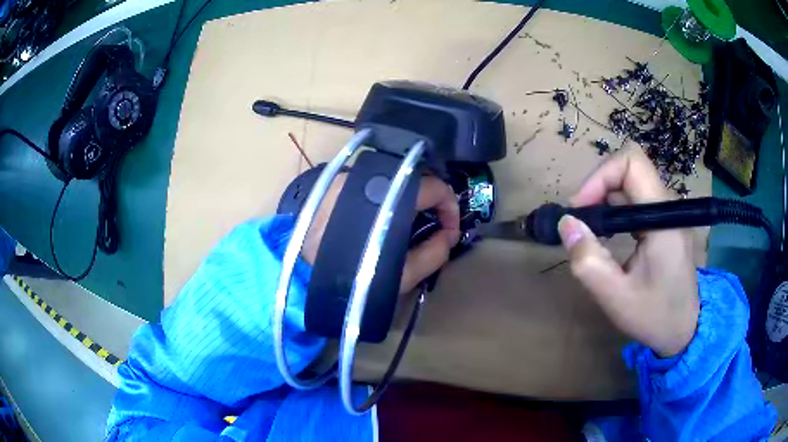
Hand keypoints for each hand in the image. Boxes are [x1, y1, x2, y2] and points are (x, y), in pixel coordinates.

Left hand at [302, 174, 460, 294]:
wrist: (300, 278)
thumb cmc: (354, 280)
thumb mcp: (403, 276)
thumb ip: (435, 253)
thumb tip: (448, 235)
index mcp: (391, 197)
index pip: (435, 186)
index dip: (450, 207)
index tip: (449, 231)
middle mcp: (370, 177)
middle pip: (414, 178)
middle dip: (430, 202)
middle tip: (432, 227)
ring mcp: (348, 177)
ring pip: (392, 179)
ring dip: (406, 198)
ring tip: (406, 225)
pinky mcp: (333, 184)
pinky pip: (369, 183)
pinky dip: (383, 196)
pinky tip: (379, 220)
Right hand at [558, 147, 698, 356]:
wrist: (685, 330)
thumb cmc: (654, 317)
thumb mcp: (615, 297)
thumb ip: (588, 261)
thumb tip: (565, 224)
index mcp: (664, 219)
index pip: (632, 163)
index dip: (600, 176)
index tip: (580, 208)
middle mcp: (669, 207)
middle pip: (629, 169)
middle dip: (598, 187)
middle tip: (580, 222)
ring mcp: (669, 213)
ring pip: (631, 183)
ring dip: (605, 199)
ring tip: (590, 231)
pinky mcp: (666, 221)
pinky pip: (637, 199)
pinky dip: (616, 209)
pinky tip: (608, 235)